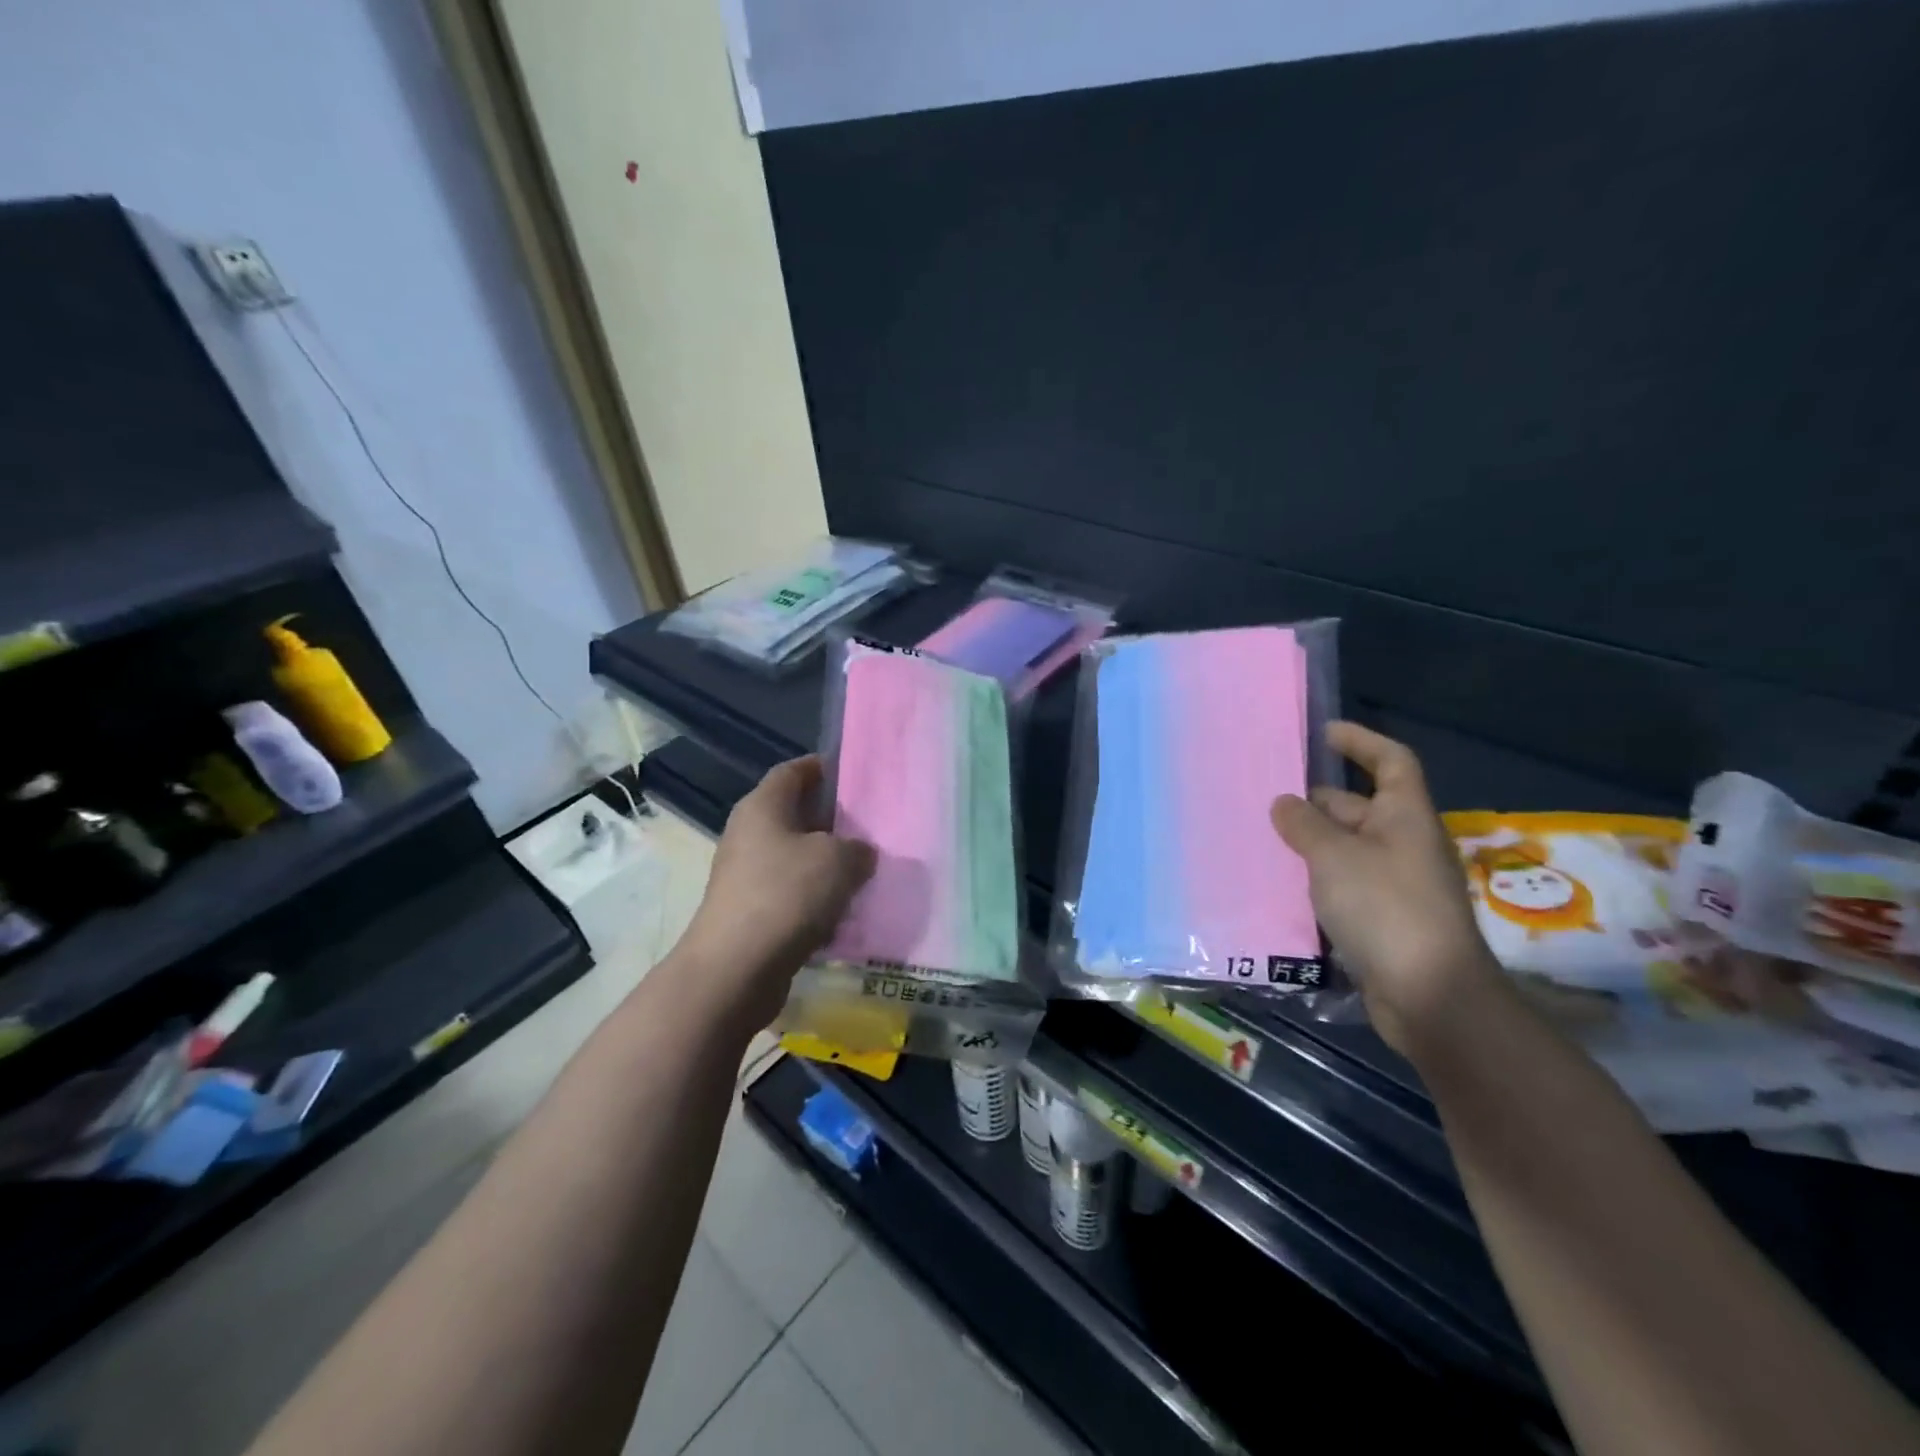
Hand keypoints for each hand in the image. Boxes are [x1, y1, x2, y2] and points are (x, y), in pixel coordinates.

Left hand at [680, 757, 874, 1027]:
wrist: (736, 968)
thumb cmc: (787, 894)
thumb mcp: (839, 860)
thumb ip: (858, 849)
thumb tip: (859, 854)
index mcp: (763, 806)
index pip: (793, 771)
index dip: (822, 768)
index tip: (854, 775)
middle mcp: (749, 833)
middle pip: (795, 815)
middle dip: (832, 821)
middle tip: (871, 828)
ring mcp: (745, 875)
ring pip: (795, 858)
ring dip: (826, 865)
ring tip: (865, 872)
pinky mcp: (750, 912)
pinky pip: (791, 894)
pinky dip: (815, 900)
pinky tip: (843, 913)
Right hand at [1271, 722, 1507, 1056]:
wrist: (1430, 995)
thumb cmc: (1385, 907)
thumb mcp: (1334, 856)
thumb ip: (1304, 825)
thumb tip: (1285, 803)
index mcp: (1404, 817)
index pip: (1391, 762)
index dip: (1361, 741)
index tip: (1323, 733)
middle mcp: (1404, 844)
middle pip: (1360, 807)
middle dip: (1316, 800)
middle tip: (1266, 797)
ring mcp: (1396, 884)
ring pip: (1347, 848)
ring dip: (1310, 842)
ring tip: (1262, 838)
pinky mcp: (1383, 919)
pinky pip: (1344, 884)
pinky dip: (1316, 878)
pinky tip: (1280, 884)